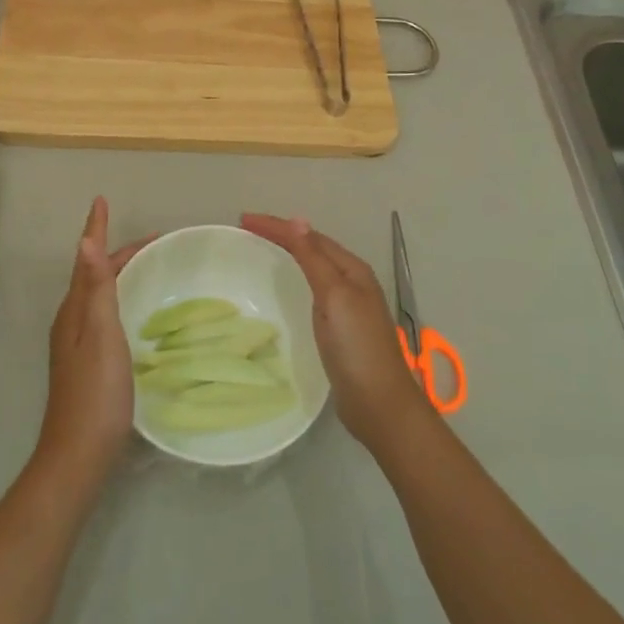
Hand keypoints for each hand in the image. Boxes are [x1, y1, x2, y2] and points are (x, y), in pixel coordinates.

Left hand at [35, 197, 151, 488]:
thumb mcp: (100, 335)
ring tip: (145, 266)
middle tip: (154, 241)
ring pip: (99, 295)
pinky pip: (104, 314)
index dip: (96, 229)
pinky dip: (120, 297)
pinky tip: (134, 312)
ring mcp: (77, 344)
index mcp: (74, 311)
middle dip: (118, 252)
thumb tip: (86, 240)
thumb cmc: (95, 392)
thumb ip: (96, 289)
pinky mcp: (89, 362)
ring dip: (118, 273)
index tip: (102, 200)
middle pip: (94, 274)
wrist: (79, 455)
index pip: (87, 259)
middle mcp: (72, 321)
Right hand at [241, 213, 431, 451]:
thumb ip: (315, 259)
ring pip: (314, 266)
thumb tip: (298, 221)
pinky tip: (287, 284)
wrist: (379, 403)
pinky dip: (296, 276)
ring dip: (289, 252)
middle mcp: (351, 281)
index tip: (244, 220)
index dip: (277, 226)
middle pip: (312, 247)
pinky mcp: (339, 326)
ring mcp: (347, 304)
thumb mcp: (334, 297)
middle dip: (282, 233)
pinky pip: (313, 287)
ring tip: (262, 246)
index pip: (309, 236)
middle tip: (248, 228)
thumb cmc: (356, 347)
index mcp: (352, 269)